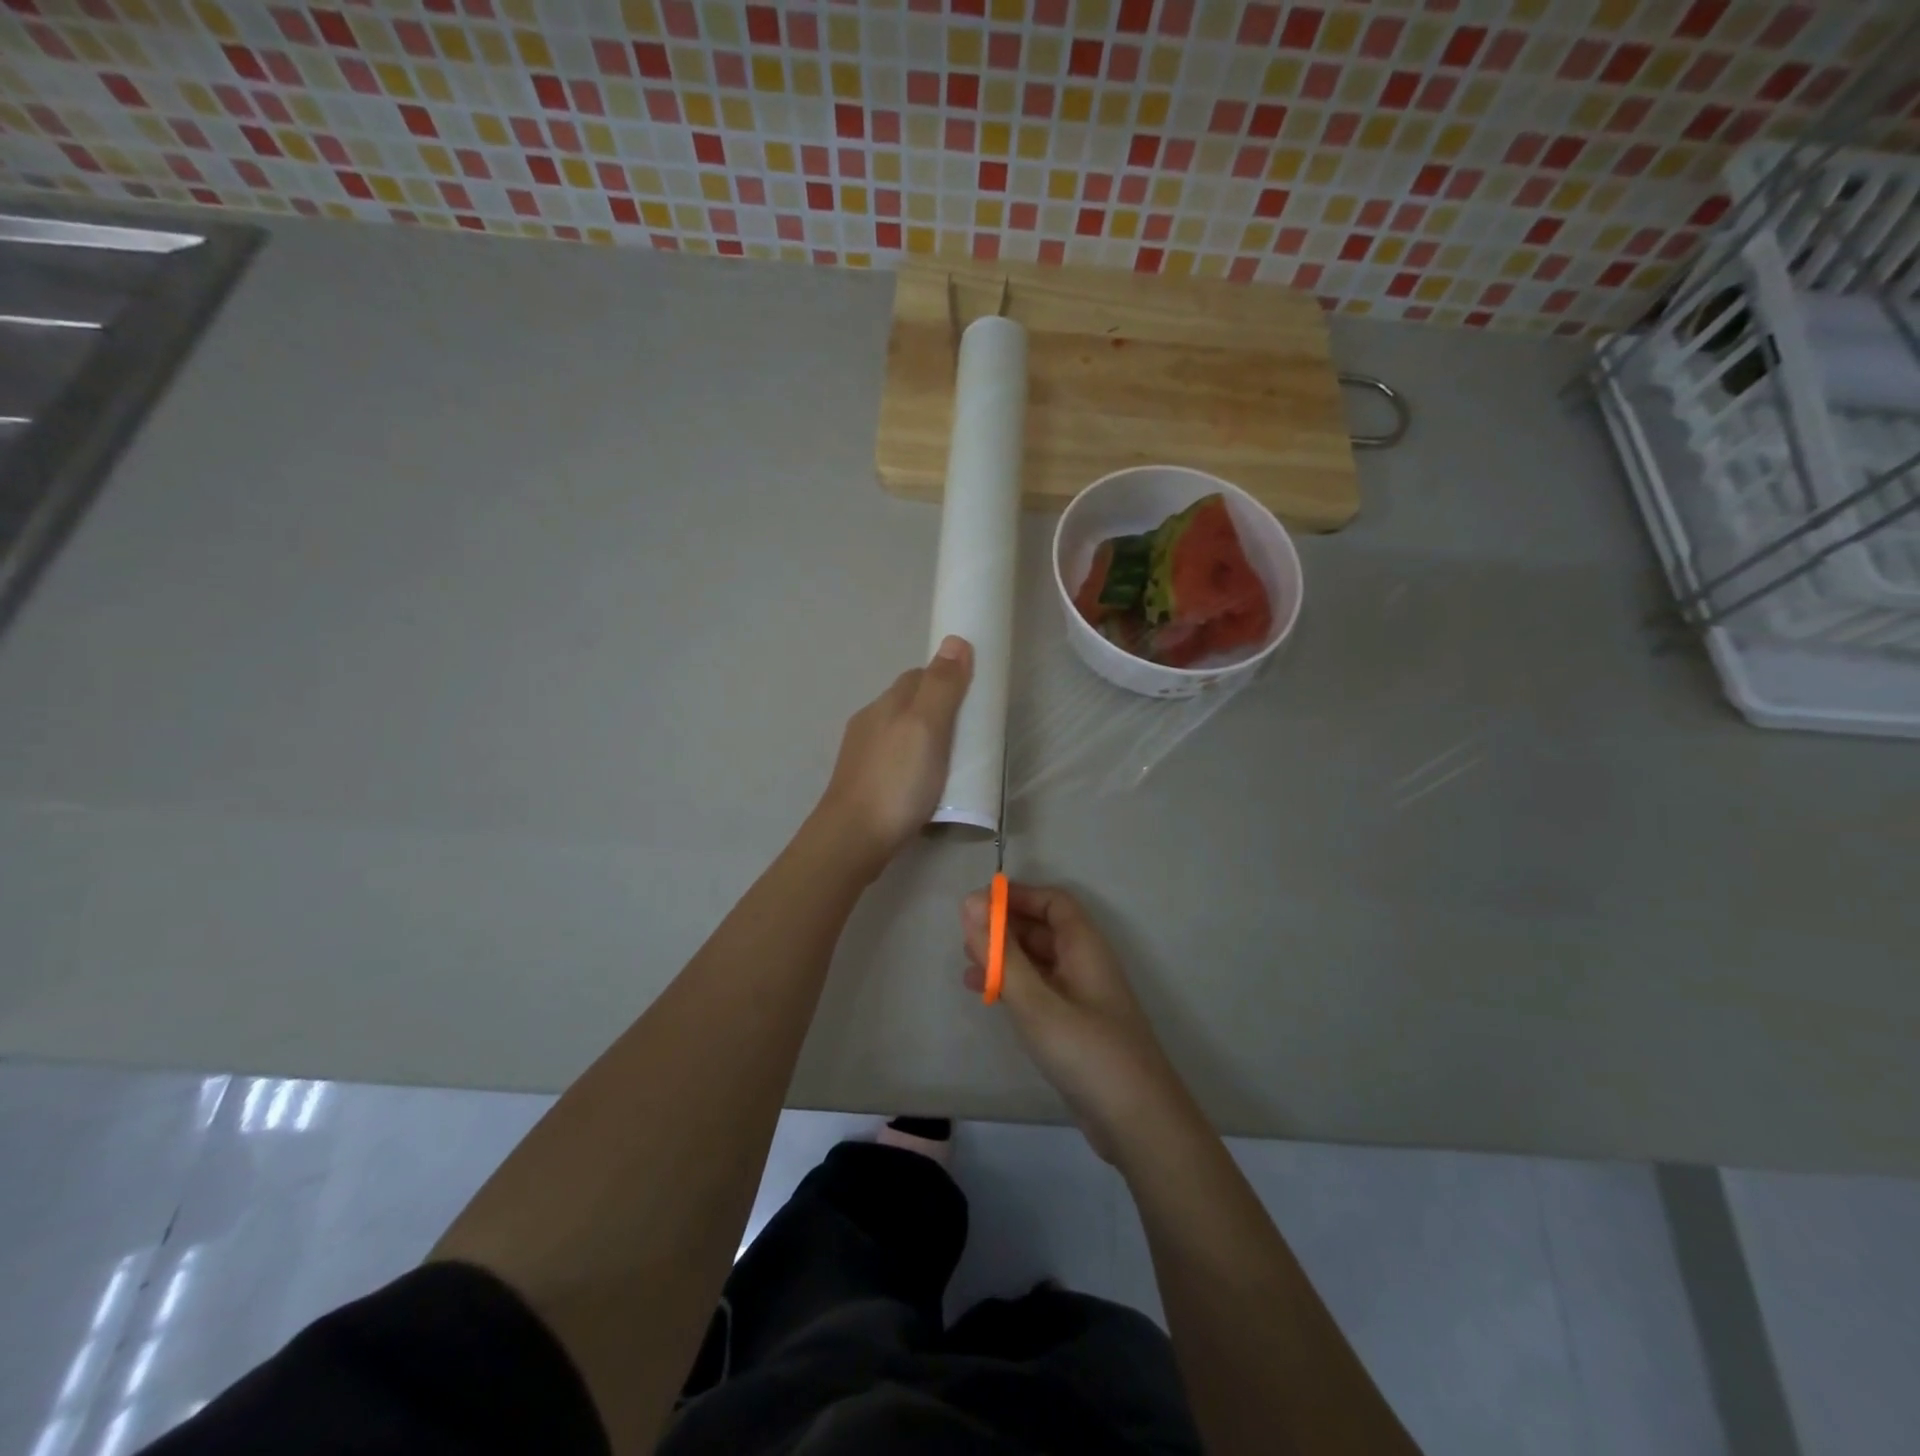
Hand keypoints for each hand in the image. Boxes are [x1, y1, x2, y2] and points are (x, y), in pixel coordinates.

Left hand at [816, 636, 972, 870]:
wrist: (853, 838)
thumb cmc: (896, 780)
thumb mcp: (926, 728)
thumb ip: (941, 687)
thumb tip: (955, 641)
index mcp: (886, 704)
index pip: (918, 675)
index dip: (945, 678)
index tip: (972, 695)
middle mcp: (870, 722)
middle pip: (908, 703)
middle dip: (937, 708)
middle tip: (968, 731)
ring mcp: (863, 754)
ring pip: (900, 733)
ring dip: (924, 738)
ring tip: (951, 760)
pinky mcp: (863, 782)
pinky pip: (894, 760)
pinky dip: (913, 762)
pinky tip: (924, 783)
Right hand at [962, 883, 1184, 1162]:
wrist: (1138, 1124)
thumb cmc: (1087, 1051)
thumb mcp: (1036, 1001)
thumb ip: (1001, 953)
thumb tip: (970, 902)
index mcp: (1085, 948)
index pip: (1053, 902)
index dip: (1017, 896)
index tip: (977, 904)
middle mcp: (1085, 965)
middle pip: (1044, 930)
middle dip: (1005, 927)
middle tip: (964, 937)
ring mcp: (1081, 998)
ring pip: (1039, 962)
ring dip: (1005, 958)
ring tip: (967, 967)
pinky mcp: (1074, 1027)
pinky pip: (1039, 991)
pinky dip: (1013, 987)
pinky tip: (987, 998)